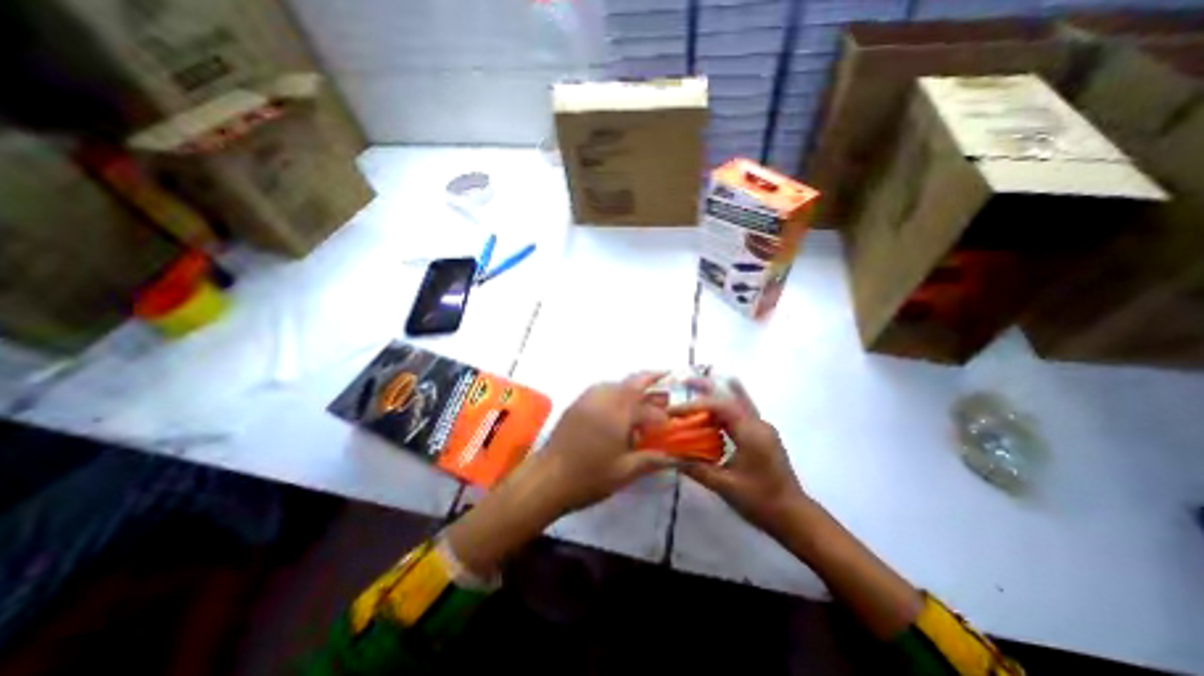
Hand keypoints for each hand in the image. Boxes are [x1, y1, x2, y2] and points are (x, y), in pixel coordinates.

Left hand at [448, 371, 675, 575]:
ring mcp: (587, 400)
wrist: (547, 479)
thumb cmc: (588, 478)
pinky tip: (616, 405)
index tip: (669, 423)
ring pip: (614, 383)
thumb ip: (652, 459)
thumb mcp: (625, 471)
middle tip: (665, 376)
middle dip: (649, 378)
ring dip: (630, 385)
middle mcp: (603, 399)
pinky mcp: (576, 405)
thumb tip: (678, 458)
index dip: (661, 413)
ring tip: (641, 396)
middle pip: (630, 382)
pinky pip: (600, 389)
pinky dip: (613, 390)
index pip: (647, 406)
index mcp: (618, 415)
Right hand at [677, 380, 806, 539]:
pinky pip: (741, 413)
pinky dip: (726, 406)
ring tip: (697, 386)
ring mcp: (763, 428)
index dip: (694, 406)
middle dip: (707, 388)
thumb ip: (696, 468)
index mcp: (751, 433)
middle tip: (686, 379)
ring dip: (717, 393)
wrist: (794, 516)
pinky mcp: (762, 435)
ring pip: (737, 402)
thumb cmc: (761, 500)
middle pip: (730, 397)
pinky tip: (715, 407)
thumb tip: (670, 457)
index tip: (673, 412)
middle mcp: (759, 424)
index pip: (719, 407)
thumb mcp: (725, 485)